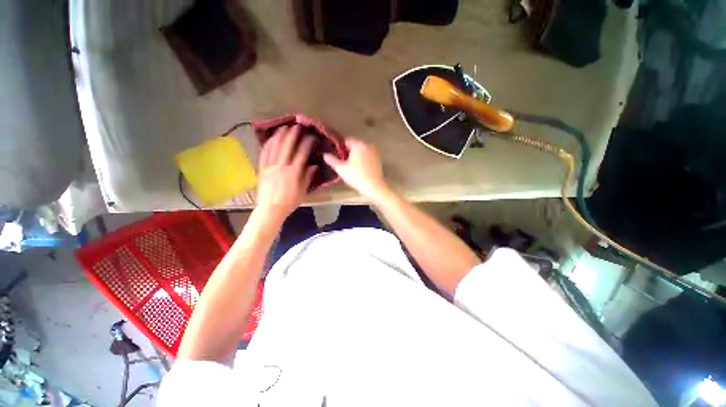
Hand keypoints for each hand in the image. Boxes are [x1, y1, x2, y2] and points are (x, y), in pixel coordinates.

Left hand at [256, 126, 315, 222]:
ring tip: (283, 127)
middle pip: (287, 147)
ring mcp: (270, 167)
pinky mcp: (262, 169)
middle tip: (297, 126)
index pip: (301, 154)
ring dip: (279, 136)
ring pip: (274, 148)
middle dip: (293, 135)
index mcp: (293, 173)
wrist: (271, 209)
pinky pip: (264, 154)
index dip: (307, 144)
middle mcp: (281, 167)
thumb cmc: (289, 202)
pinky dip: (267, 145)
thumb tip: (314, 166)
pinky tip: (270, 138)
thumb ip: (307, 177)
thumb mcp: (303, 191)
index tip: (311, 137)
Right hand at [323, 138, 389, 202]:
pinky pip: (368, 157)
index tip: (338, 158)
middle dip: (349, 152)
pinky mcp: (378, 160)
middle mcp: (368, 145)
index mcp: (358, 144)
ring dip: (356, 156)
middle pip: (355, 145)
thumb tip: (325, 155)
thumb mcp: (341, 169)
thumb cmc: (356, 176)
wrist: (374, 186)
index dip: (341, 148)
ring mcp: (375, 152)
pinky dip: (364, 160)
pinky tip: (361, 170)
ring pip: (362, 151)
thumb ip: (332, 160)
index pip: (347, 141)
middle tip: (345, 164)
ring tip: (352, 168)